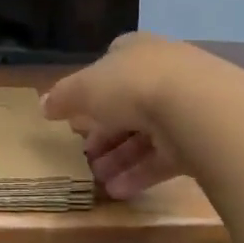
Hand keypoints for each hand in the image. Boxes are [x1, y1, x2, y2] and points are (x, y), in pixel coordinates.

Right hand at [42, 33, 193, 199]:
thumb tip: (43, 105)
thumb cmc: (133, 86)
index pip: (110, 66)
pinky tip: (119, 191)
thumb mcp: (84, 89)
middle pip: (127, 104)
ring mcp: (185, 106)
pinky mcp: (200, 138)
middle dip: (103, 132)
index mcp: (136, 51)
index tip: (74, 116)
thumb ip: (62, 97)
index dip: (90, 91)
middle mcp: (163, 72)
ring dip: (119, 158)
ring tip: (97, 179)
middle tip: (84, 156)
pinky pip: (164, 157)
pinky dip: (141, 173)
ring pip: (146, 134)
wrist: (197, 108)